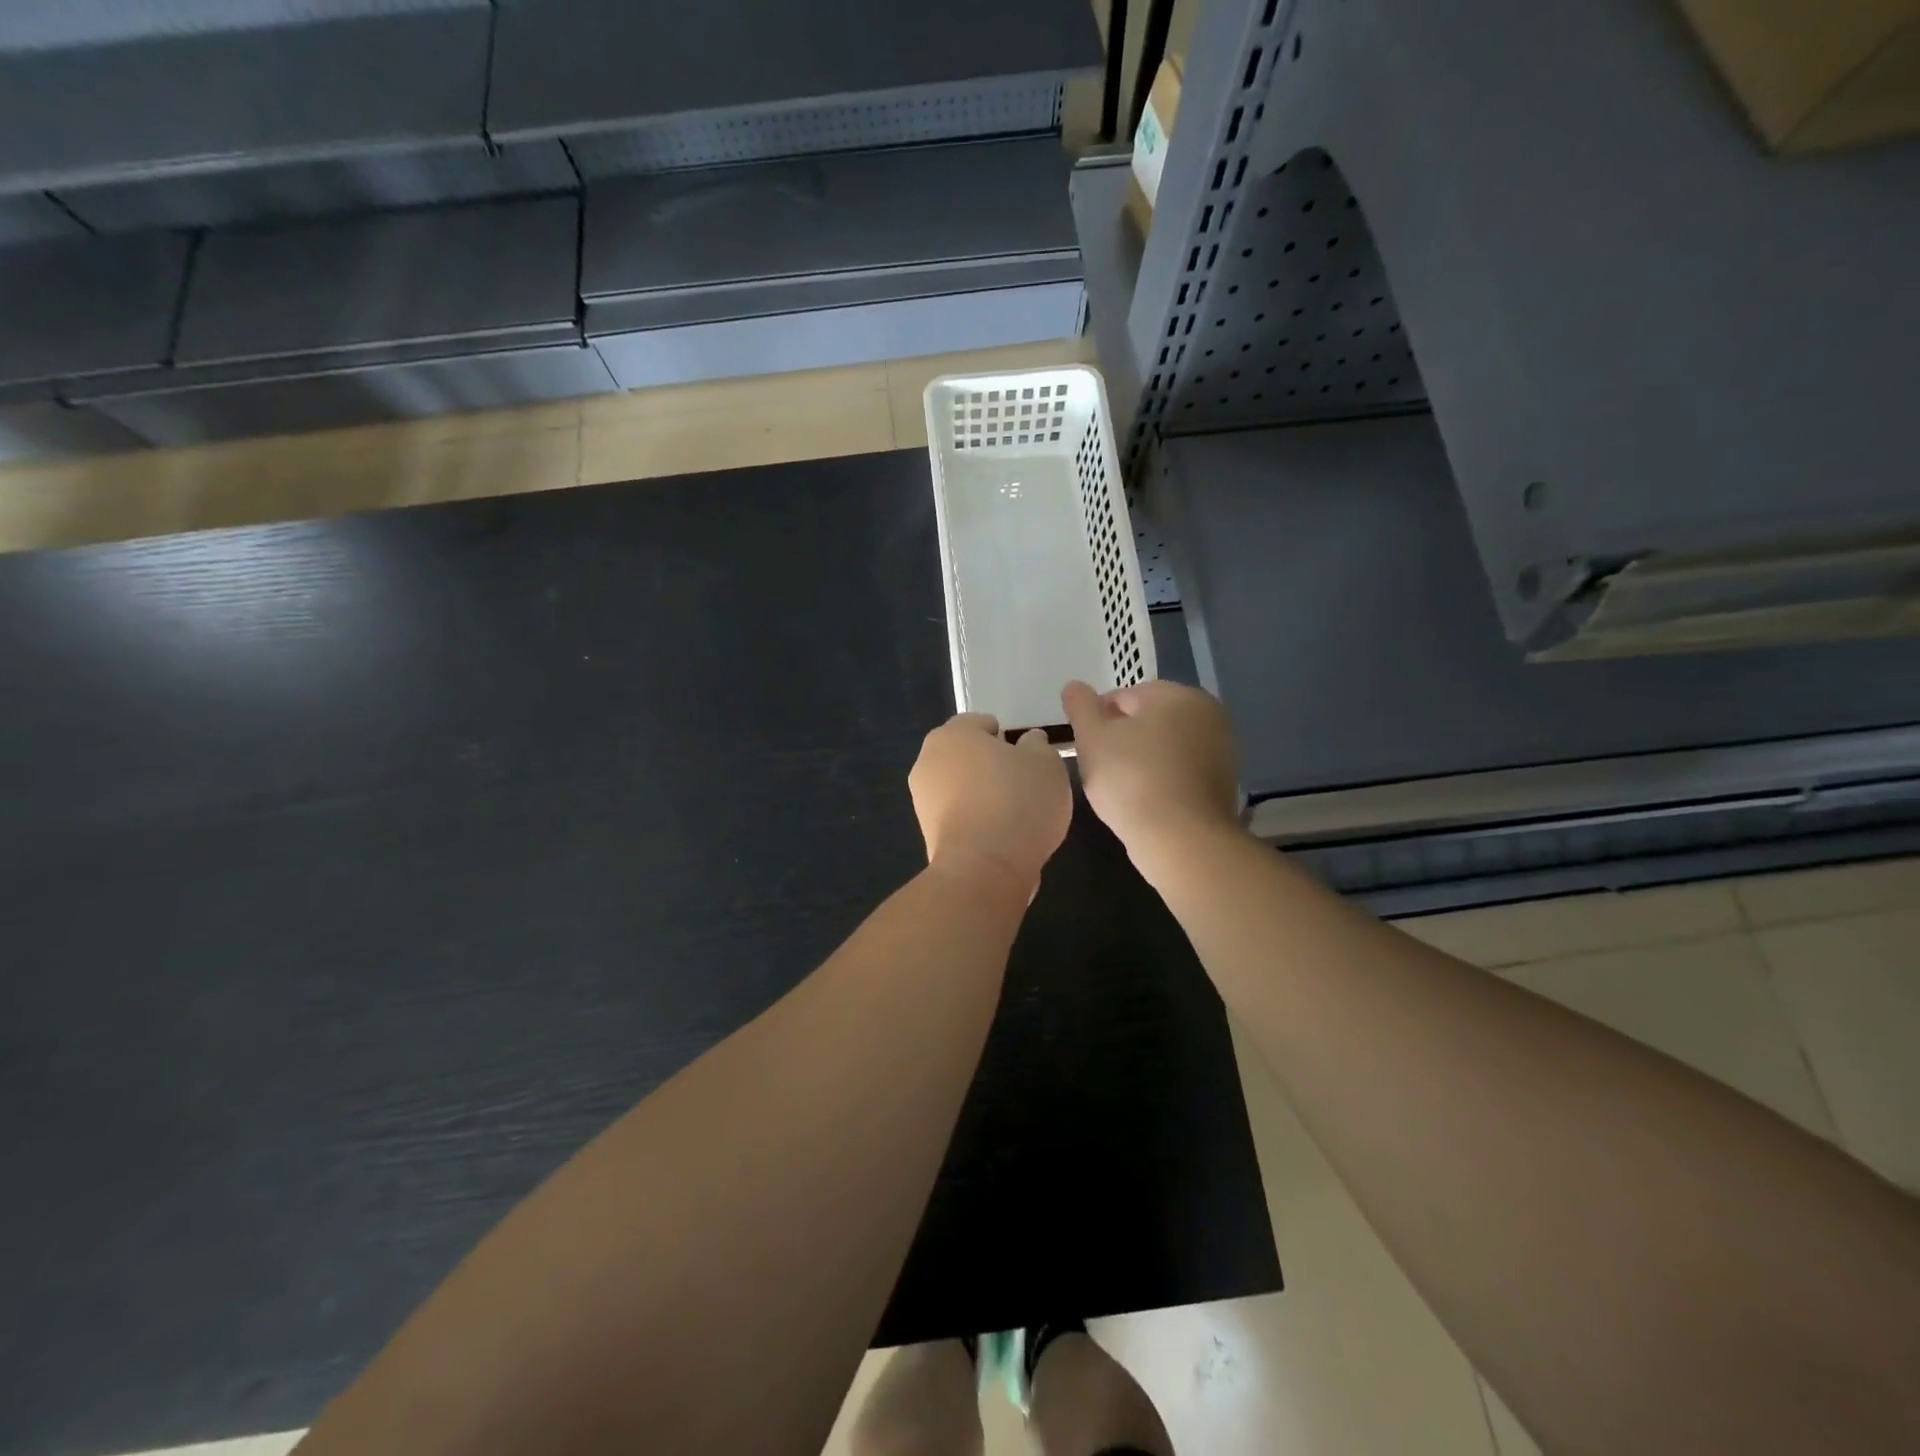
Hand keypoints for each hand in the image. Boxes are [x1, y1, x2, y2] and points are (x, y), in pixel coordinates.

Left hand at [909, 713, 1072, 894]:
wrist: (985, 868)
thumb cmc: (1018, 802)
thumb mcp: (1046, 763)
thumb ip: (1037, 745)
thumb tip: (1028, 742)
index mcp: (952, 734)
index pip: (980, 723)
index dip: (1007, 737)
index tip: (1028, 758)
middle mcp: (928, 761)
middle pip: (966, 756)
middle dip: (991, 766)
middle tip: (1025, 784)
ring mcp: (922, 800)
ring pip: (961, 788)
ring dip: (983, 796)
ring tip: (1017, 815)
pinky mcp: (928, 835)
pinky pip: (959, 817)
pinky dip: (977, 822)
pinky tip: (1002, 837)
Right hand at [1062, 680, 1241, 865]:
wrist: (1182, 839)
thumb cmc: (1131, 780)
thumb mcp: (1092, 739)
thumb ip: (1081, 707)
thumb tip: (1074, 686)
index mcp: (1176, 694)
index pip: (1124, 696)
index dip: (1097, 719)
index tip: (1085, 745)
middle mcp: (1207, 712)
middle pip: (1149, 718)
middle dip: (1123, 736)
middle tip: (1100, 766)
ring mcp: (1221, 747)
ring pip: (1166, 744)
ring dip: (1142, 756)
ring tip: (1121, 785)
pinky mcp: (1224, 780)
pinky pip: (1182, 768)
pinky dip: (1162, 776)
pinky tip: (1146, 798)